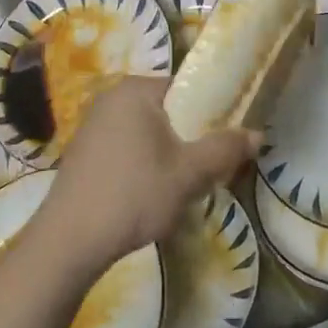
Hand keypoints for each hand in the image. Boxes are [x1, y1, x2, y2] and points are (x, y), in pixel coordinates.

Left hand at [34, 76, 258, 273]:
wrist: (69, 241)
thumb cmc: (133, 195)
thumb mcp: (188, 174)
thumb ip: (224, 149)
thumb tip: (257, 134)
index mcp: (136, 90)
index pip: (187, 87)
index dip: (212, 111)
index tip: (226, 139)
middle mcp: (112, 97)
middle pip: (167, 109)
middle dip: (190, 136)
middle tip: (208, 167)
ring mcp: (93, 123)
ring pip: (147, 131)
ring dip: (168, 153)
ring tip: (182, 184)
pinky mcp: (84, 150)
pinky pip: (127, 146)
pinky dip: (143, 162)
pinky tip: (149, 193)